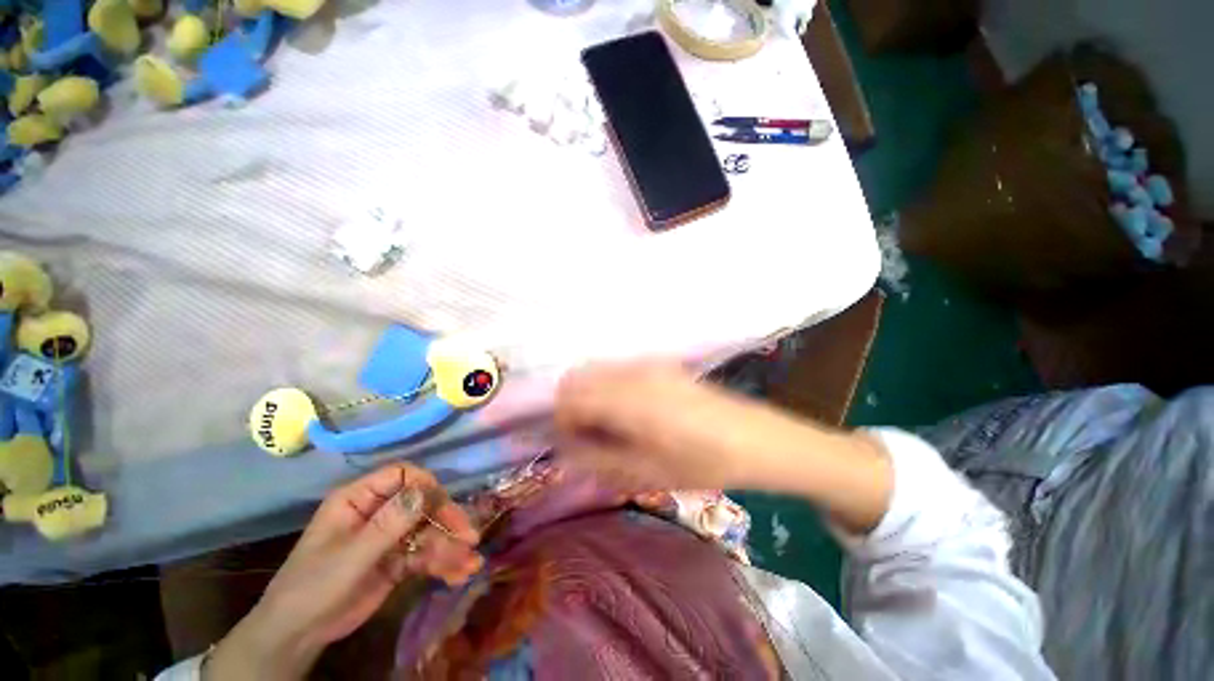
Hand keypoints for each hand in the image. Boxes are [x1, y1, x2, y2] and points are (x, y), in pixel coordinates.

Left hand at [206, 463, 481, 679]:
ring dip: (451, 545)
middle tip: (469, 536)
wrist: (298, 635)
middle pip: (423, 503)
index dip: (425, 485)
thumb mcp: (350, 556)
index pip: (401, 475)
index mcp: (360, 499)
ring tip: (470, 562)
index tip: (444, 505)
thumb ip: (388, 524)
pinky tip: (460, 573)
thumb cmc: (314, 586)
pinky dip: (444, 562)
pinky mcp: (398, 559)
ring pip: (429, 530)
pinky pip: (426, 554)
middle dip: (447, 519)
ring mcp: (390, 536)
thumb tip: (426, 491)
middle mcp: (379, 511)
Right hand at [554, 362, 773, 490]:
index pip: (570, 397)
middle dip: (571, 405)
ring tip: (609, 426)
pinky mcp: (660, 364)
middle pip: (577, 377)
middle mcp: (633, 373)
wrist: (756, 439)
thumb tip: (564, 452)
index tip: (571, 444)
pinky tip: (630, 411)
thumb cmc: (703, 462)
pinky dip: (608, 387)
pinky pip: (617, 369)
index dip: (561, 421)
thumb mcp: (648, 473)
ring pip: (596, 370)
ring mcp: (648, 364)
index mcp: (628, 400)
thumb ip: (598, 460)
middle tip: (588, 436)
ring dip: (589, 395)